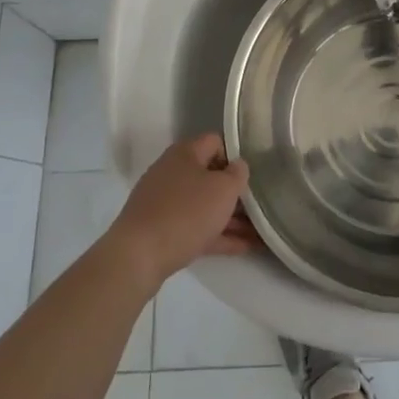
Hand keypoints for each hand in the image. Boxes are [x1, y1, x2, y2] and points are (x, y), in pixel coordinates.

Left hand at [105, 133, 256, 287]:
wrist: (138, 256)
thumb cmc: (186, 213)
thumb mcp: (224, 189)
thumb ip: (238, 174)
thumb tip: (238, 166)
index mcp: (185, 153)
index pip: (216, 142)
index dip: (236, 156)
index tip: (252, 174)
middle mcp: (172, 172)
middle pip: (210, 176)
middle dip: (235, 192)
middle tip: (259, 206)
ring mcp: (164, 203)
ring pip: (204, 205)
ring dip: (230, 217)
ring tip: (259, 232)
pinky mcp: (160, 230)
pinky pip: (195, 227)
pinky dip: (217, 235)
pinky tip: (242, 247)